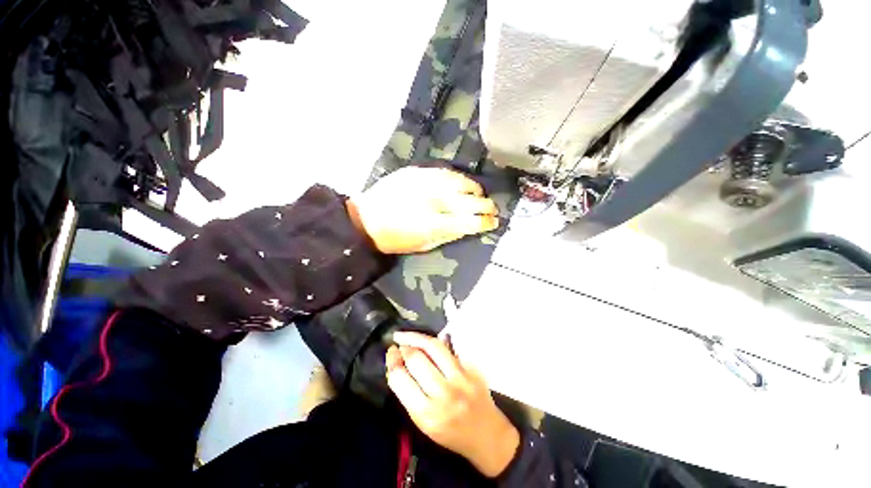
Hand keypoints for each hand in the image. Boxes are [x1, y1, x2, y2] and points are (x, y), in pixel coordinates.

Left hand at [346, 167, 499, 253]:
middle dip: (486, 205)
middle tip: (492, 209)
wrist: (367, 219)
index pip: (470, 221)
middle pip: (470, 201)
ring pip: (461, 182)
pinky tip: (462, 183)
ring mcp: (426, 182)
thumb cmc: (395, 239)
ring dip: (475, 189)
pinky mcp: (417, 172)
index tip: (494, 222)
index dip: (485, 222)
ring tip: (479, 194)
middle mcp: (433, 200)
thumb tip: (470, 227)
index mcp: (434, 224)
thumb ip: (450, 235)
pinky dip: (459, 178)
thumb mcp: (424, 246)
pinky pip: (446, 172)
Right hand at [386, 332, 519, 476]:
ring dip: (417, 337)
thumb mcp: (423, 423)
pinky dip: (435, 342)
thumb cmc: (450, 432)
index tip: (390, 353)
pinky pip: (449, 348)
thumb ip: (408, 394)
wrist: (486, 434)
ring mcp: (460, 378)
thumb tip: (397, 365)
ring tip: (408, 336)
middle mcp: (443, 393)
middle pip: (416, 358)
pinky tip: (427, 341)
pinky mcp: (472, 368)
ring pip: (434, 346)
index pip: (400, 378)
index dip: (392, 361)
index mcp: (426, 413)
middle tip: (399, 343)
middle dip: (404, 347)